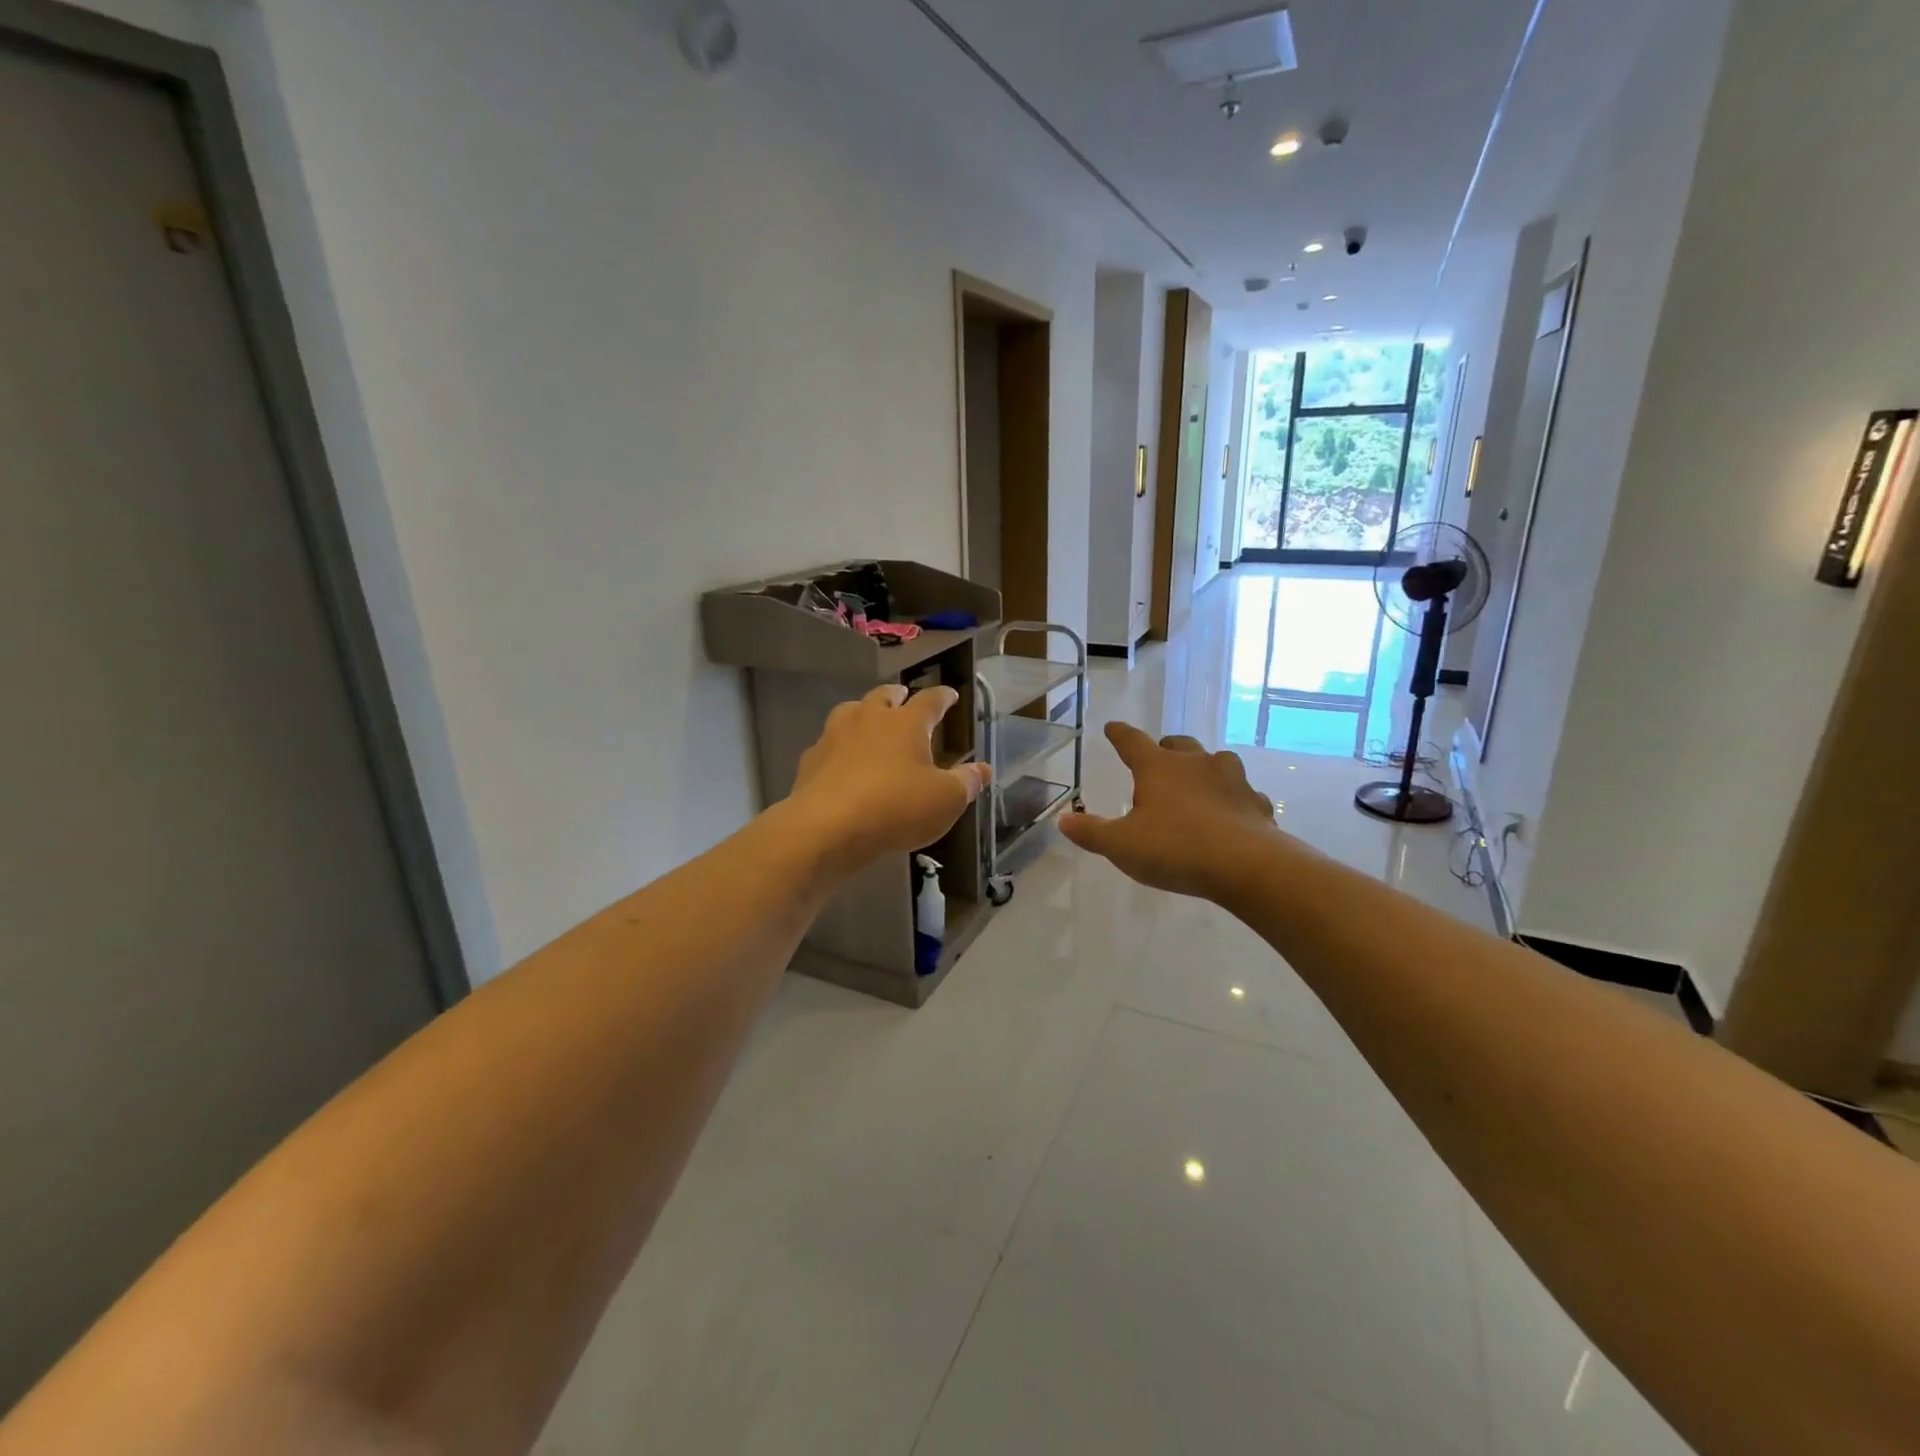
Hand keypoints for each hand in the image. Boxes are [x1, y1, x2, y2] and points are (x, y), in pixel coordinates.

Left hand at [787, 685, 991, 862]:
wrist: (827, 827)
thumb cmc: (896, 808)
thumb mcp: (945, 800)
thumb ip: (966, 782)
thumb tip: (984, 769)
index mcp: (906, 723)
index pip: (930, 700)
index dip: (943, 697)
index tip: (950, 695)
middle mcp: (870, 718)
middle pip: (884, 696)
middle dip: (897, 695)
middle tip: (904, 697)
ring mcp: (835, 736)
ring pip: (851, 711)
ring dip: (863, 712)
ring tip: (870, 720)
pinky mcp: (811, 759)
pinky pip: (829, 743)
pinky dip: (839, 746)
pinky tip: (841, 760)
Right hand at [1060, 722, 1277, 899]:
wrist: (1246, 865)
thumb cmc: (1175, 848)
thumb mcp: (1121, 845)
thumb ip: (1090, 832)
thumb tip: (1062, 820)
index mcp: (1158, 768)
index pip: (1132, 742)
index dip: (1119, 734)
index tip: (1112, 727)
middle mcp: (1196, 764)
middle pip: (1179, 745)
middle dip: (1167, 748)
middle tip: (1160, 757)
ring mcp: (1232, 780)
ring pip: (1217, 763)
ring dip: (1205, 770)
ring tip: (1198, 786)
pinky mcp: (1257, 804)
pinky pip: (1243, 795)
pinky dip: (1234, 801)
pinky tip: (1231, 817)